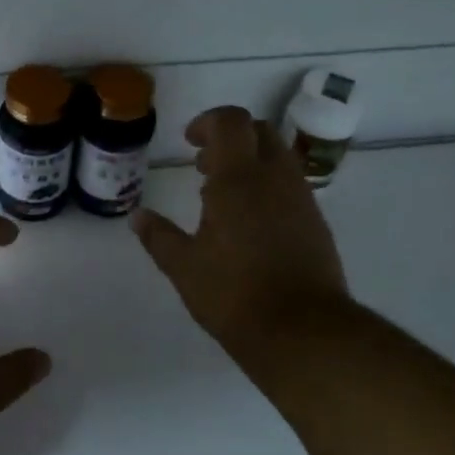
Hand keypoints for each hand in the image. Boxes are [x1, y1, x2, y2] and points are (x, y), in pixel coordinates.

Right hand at [131, 106, 352, 367]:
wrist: (304, 332)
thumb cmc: (234, 294)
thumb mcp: (184, 267)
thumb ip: (158, 236)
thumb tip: (137, 216)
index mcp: (239, 179)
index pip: (230, 122)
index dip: (207, 122)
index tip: (189, 142)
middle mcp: (275, 178)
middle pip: (259, 131)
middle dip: (230, 137)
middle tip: (204, 165)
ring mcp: (301, 199)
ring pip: (278, 157)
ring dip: (250, 161)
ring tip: (222, 195)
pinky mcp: (317, 223)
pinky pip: (290, 185)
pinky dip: (267, 186)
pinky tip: (249, 222)